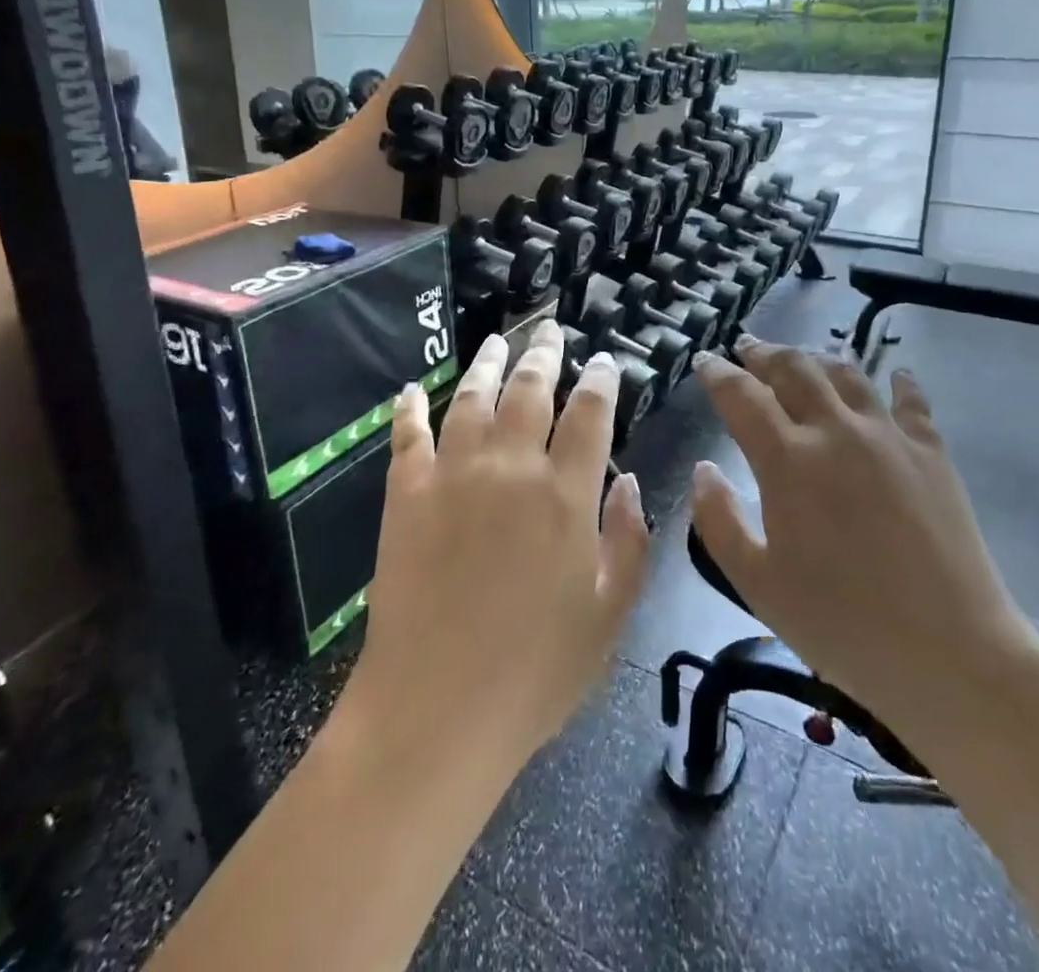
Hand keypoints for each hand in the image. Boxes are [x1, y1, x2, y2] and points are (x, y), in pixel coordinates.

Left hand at [355, 320, 650, 766]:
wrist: (437, 709)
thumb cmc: (537, 671)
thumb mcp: (611, 614)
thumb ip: (631, 541)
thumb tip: (632, 482)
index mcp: (566, 494)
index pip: (589, 413)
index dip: (600, 379)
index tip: (603, 361)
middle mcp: (511, 468)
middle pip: (530, 390)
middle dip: (544, 354)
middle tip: (550, 329)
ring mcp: (453, 475)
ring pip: (472, 398)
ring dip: (487, 363)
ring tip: (498, 340)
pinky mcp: (406, 494)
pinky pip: (408, 436)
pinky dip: (410, 408)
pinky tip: (412, 389)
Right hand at [690, 339, 1038, 746]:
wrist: (951, 654)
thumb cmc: (842, 624)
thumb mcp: (757, 584)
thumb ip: (718, 521)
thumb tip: (704, 469)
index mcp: (788, 461)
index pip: (742, 395)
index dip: (719, 373)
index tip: (705, 361)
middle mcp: (836, 431)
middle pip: (794, 369)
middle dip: (764, 353)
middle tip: (747, 348)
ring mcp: (889, 436)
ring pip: (846, 373)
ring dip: (817, 359)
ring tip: (803, 359)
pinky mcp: (932, 452)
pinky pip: (911, 400)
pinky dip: (898, 381)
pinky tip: (894, 376)